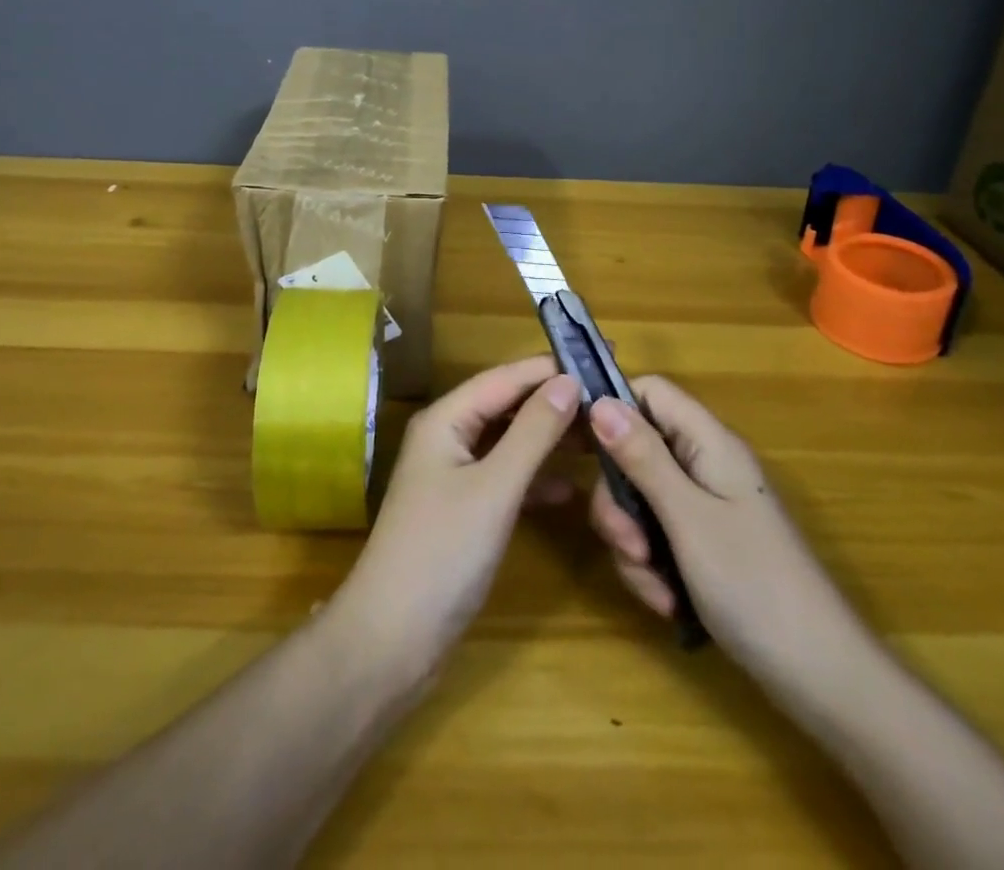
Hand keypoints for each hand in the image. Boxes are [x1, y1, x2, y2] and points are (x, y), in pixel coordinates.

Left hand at [336, 357, 580, 676]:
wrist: (391, 641)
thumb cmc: (442, 554)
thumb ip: (533, 432)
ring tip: (602, 439)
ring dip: (549, 439)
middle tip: (611, 402)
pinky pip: (506, 477)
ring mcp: (454, 474)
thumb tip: (570, 381)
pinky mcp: (463, 510)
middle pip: (507, 405)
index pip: (506, 377)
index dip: (551, 368)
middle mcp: (448, 436)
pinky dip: (535, 478)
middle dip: (554, 402)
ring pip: (509, 442)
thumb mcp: (495, 488)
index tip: (602, 361)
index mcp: (446, 419)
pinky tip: (570, 489)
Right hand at [588, 376, 861, 689]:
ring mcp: (706, 506)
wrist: (821, 678)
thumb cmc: (754, 584)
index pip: (650, 393)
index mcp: (709, 443)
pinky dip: (651, 567)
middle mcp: (705, 465)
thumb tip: (598, 401)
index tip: (576, 446)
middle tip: (627, 544)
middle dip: (619, 500)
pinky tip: (666, 602)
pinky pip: (657, 537)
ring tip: (654, 586)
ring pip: (641, 500)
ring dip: (633, 543)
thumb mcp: (687, 517)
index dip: (611, 408)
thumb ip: (642, 457)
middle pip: (636, 451)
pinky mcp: (704, 544)